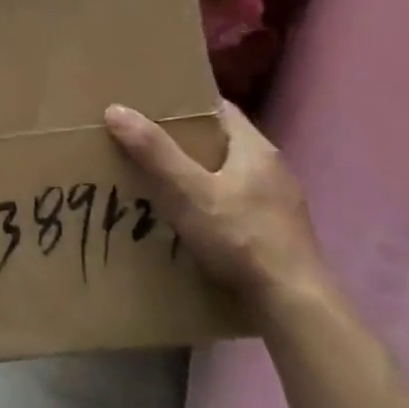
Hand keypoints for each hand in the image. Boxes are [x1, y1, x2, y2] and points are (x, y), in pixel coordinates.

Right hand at [103, 101, 327, 315]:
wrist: (292, 302)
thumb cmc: (239, 237)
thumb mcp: (187, 192)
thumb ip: (154, 152)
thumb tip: (116, 109)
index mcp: (255, 149)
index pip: (219, 109)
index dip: (185, 105)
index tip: (150, 108)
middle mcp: (272, 169)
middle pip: (222, 142)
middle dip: (185, 143)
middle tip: (144, 146)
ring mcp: (279, 203)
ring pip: (229, 176)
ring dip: (198, 177)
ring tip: (160, 184)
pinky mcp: (277, 232)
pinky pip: (237, 205)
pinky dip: (212, 205)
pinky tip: (191, 222)